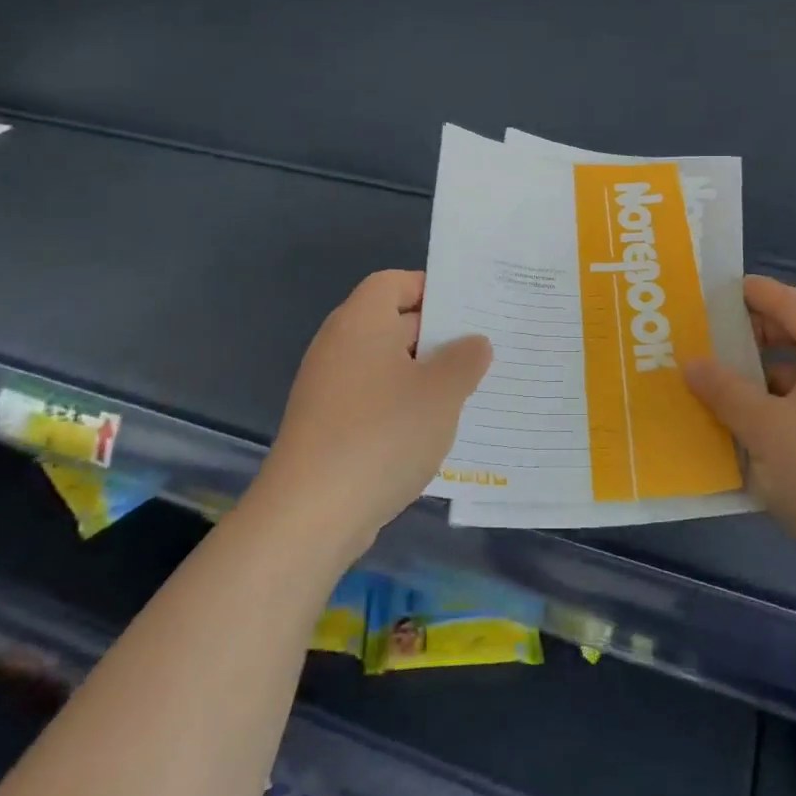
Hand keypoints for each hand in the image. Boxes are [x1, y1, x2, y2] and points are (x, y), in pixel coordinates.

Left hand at [255, 270, 490, 562]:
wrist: (311, 514)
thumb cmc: (382, 434)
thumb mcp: (441, 393)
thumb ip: (465, 360)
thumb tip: (475, 343)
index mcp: (362, 321)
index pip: (394, 282)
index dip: (431, 288)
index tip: (469, 309)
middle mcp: (340, 346)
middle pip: (392, 323)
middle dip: (438, 335)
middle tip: (484, 349)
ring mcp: (330, 388)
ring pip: (387, 366)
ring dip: (424, 375)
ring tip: (469, 390)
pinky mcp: (328, 426)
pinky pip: (374, 400)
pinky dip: (403, 406)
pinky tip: (435, 430)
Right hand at [684, 276, 795, 566]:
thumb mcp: (764, 429)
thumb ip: (724, 390)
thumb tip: (691, 362)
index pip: (789, 302)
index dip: (750, 293)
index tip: (712, 291)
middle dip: (751, 337)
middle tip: (706, 340)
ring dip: (764, 377)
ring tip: (720, 386)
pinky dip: (784, 405)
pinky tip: (753, 427)